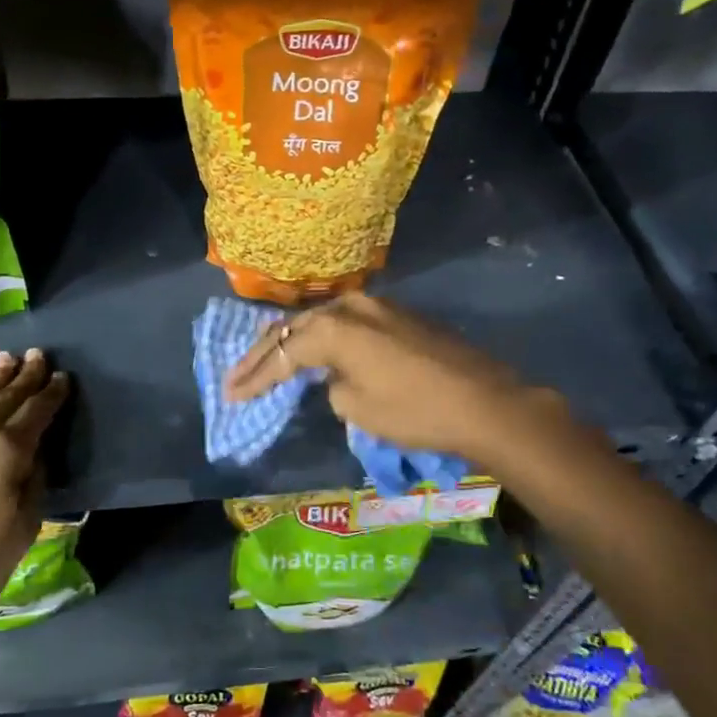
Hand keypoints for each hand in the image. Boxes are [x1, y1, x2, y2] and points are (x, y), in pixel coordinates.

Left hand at [0, 348, 70, 614]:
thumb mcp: (26, 524)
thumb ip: (33, 480)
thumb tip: (33, 455)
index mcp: (8, 451)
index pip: (37, 412)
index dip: (51, 393)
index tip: (62, 376)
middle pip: (6, 398)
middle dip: (24, 376)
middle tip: (37, 354)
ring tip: (6, 359)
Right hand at [223, 292, 556, 463]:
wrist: (485, 402)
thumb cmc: (416, 411)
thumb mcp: (358, 408)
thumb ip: (333, 385)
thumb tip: (336, 376)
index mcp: (335, 328)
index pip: (282, 353)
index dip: (255, 378)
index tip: (231, 396)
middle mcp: (351, 306)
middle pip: (294, 328)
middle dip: (263, 354)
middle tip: (235, 376)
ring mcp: (377, 306)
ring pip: (320, 319)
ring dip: (292, 340)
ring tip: (265, 358)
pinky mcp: (397, 315)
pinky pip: (346, 321)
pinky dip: (322, 337)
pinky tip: (312, 347)